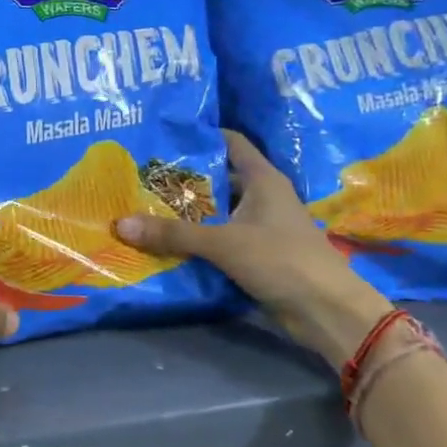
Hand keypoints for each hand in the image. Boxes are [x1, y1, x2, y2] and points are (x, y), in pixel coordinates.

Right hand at [115, 130, 389, 368]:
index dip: (201, 135)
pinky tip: (166, 241)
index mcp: (263, 178)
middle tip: (141, 175)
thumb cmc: (281, 259)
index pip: (230, 142)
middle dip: (183, 177)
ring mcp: (261, 226)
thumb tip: (120, 223)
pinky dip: (198, 239)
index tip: (164, 134)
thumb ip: (172, 233)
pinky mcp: (258, 254)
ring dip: (188, 212)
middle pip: (218, 177)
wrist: (327, 311)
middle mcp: (263, 196)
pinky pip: (220, 238)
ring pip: (217, 211)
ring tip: (144, 205)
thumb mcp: (223, 242)